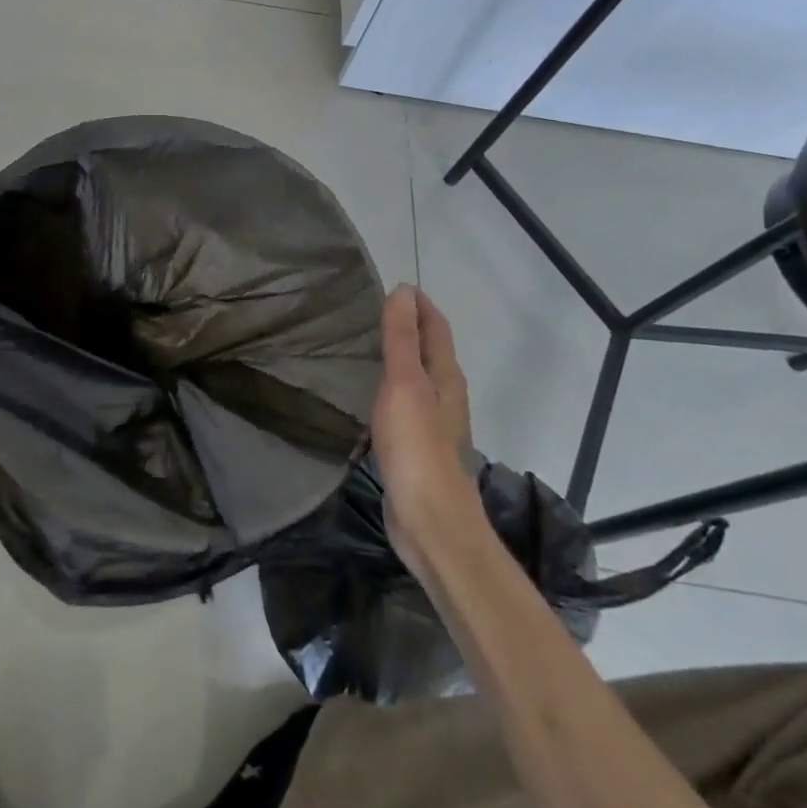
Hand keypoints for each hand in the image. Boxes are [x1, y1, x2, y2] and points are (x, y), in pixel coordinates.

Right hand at [371, 285, 478, 578]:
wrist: (430, 522)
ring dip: (395, 359)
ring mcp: (431, 424)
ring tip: (361, 345)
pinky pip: (401, 404)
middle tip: (367, 311)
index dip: (418, 305)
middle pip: (428, 351)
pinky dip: (386, 388)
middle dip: (406, 327)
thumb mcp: (405, 385)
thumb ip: (402, 339)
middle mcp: (444, 396)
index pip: (435, 328)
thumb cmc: (417, 448)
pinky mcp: (415, 448)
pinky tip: (364, 394)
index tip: (391, 285)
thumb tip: (404, 291)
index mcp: (445, 377)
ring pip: (415, 378)